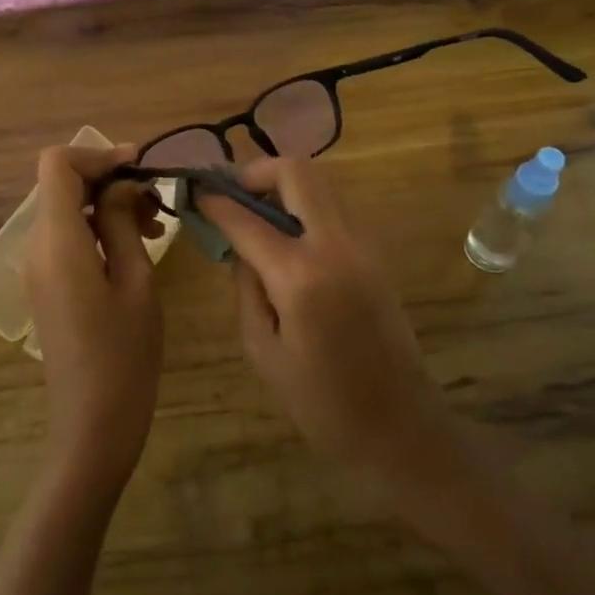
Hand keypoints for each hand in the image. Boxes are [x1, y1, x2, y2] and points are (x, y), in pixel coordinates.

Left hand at [24, 145, 164, 486]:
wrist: (92, 425)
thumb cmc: (124, 355)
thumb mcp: (135, 282)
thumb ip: (122, 222)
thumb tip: (122, 184)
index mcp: (57, 242)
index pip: (57, 165)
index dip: (98, 154)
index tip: (141, 168)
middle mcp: (37, 247)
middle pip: (62, 185)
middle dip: (109, 181)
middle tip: (157, 202)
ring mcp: (38, 267)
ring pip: (67, 210)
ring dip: (107, 205)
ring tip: (154, 227)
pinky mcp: (47, 285)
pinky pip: (68, 238)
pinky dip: (99, 229)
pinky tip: (135, 249)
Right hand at [197, 157, 447, 474]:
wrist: (400, 424)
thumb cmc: (321, 402)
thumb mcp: (262, 350)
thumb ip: (246, 289)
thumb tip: (240, 249)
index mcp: (300, 275)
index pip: (246, 218)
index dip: (215, 201)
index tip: (195, 192)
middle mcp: (335, 245)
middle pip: (298, 171)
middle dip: (257, 171)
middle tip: (232, 194)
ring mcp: (363, 245)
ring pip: (322, 183)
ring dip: (284, 186)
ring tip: (255, 216)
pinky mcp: (375, 254)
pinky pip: (335, 209)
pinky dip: (306, 208)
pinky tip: (286, 240)